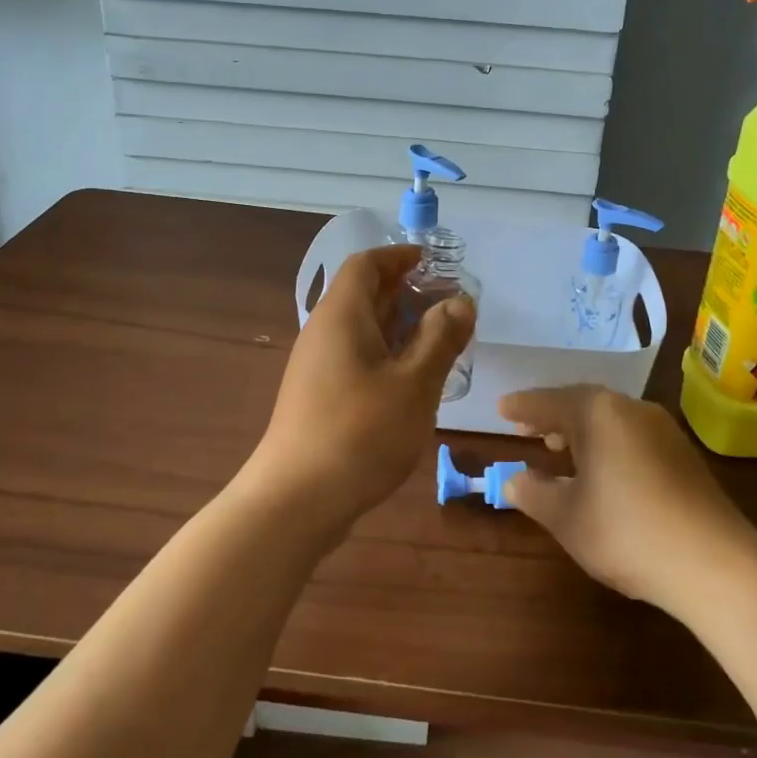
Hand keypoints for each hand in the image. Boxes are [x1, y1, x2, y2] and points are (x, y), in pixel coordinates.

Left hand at [244, 246, 474, 535]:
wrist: (296, 501)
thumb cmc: (360, 434)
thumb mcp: (414, 384)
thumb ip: (440, 338)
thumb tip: (460, 302)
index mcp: (341, 315)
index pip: (366, 264)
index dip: (400, 257)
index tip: (435, 262)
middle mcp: (324, 332)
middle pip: (365, 294)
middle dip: (408, 292)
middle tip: (451, 304)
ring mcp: (318, 366)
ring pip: (363, 329)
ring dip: (402, 326)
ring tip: (442, 340)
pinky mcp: (320, 396)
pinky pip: (357, 357)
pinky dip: (388, 354)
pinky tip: (414, 379)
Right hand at [499, 386, 756, 613]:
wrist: (715, 562)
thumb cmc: (627, 532)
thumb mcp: (567, 518)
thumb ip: (534, 494)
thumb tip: (514, 480)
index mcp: (598, 413)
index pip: (549, 402)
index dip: (522, 407)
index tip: (501, 408)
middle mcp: (630, 409)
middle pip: (582, 403)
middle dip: (552, 415)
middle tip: (526, 428)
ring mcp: (661, 428)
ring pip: (609, 418)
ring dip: (581, 429)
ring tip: (559, 447)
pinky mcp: (682, 452)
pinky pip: (631, 434)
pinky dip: (607, 442)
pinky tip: (601, 468)